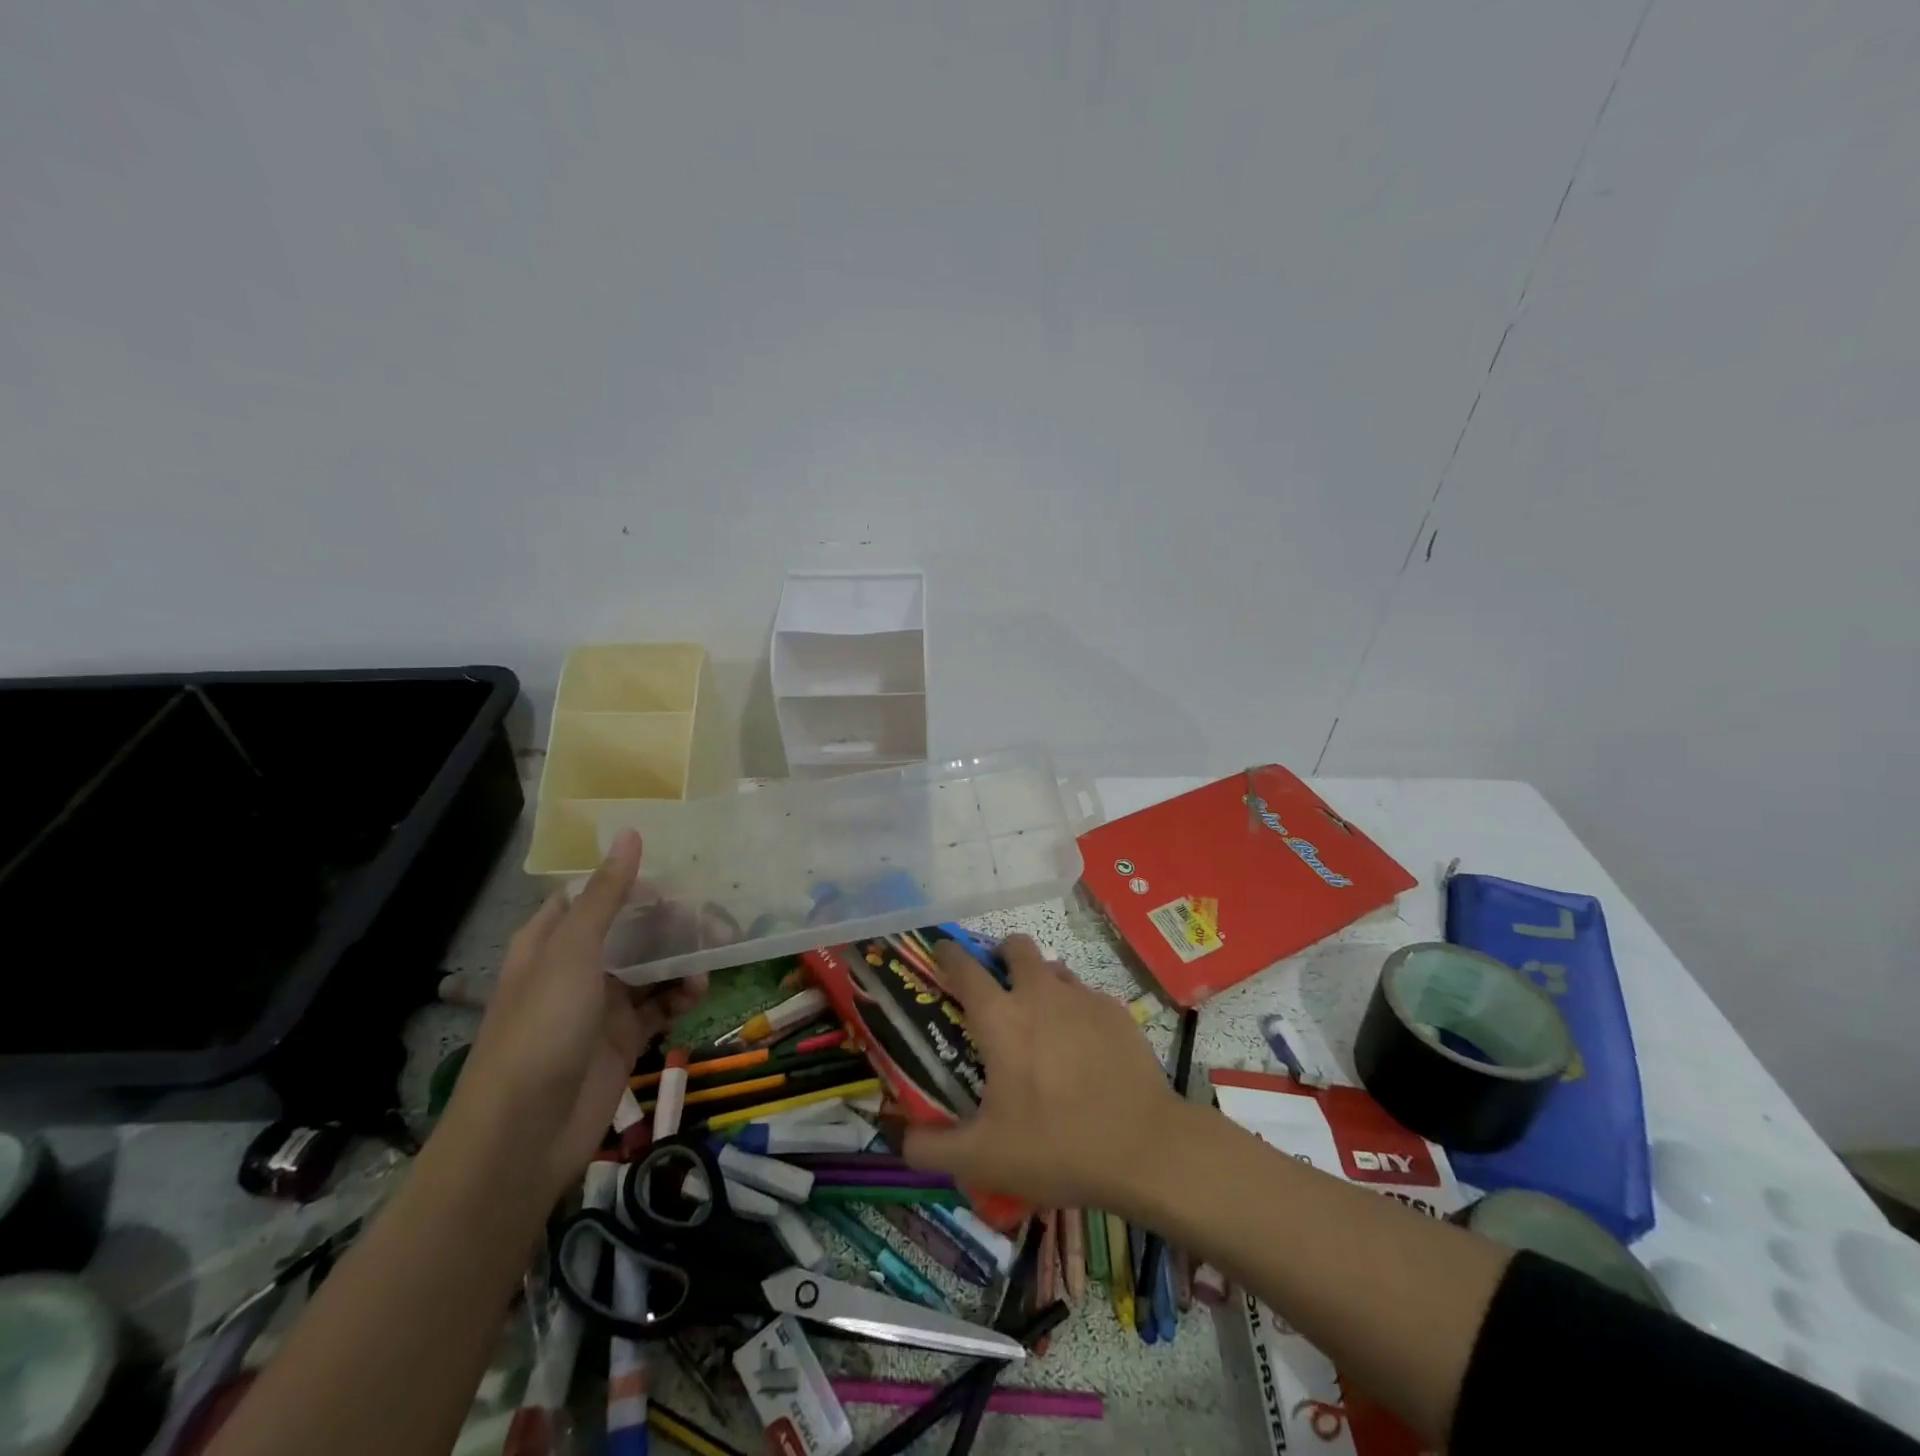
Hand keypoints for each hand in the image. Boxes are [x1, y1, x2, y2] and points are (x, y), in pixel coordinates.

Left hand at [450, 830, 706, 1198]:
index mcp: (551, 941)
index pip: (594, 895)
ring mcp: (601, 1005)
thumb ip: (606, 895)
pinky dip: (681, 997)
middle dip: (671, 922)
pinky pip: (660, 1005)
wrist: (525, 1135)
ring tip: (713, 955)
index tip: (677, 870)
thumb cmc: (542, 1029)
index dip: (631, 880)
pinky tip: (698, 993)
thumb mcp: (573, 953)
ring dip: (682, 959)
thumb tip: (629, 833)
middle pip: (631, 930)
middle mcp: (576, 968)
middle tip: (715, 913)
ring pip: (651, 967)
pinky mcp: (623, 1038)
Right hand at [901, 935, 1182, 1214]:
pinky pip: (1086, 995)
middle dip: (1001, 954)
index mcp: (1000, 1018)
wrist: (1145, 1148)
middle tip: (998, 987)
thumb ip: (931, 1148)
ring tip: (1041, 1021)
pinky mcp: (1117, 1011)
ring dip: (1040, 981)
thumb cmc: (1056, 1146)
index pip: (964, 967)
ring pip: (1053, 968)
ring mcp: (1082, 998)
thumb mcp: (983, 1158)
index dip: (948, 954)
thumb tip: (899, 1139)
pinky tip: (1082, 1048)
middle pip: (1015, 946)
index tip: (941, 952)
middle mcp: (1039, 993)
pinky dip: (1075, 1009)